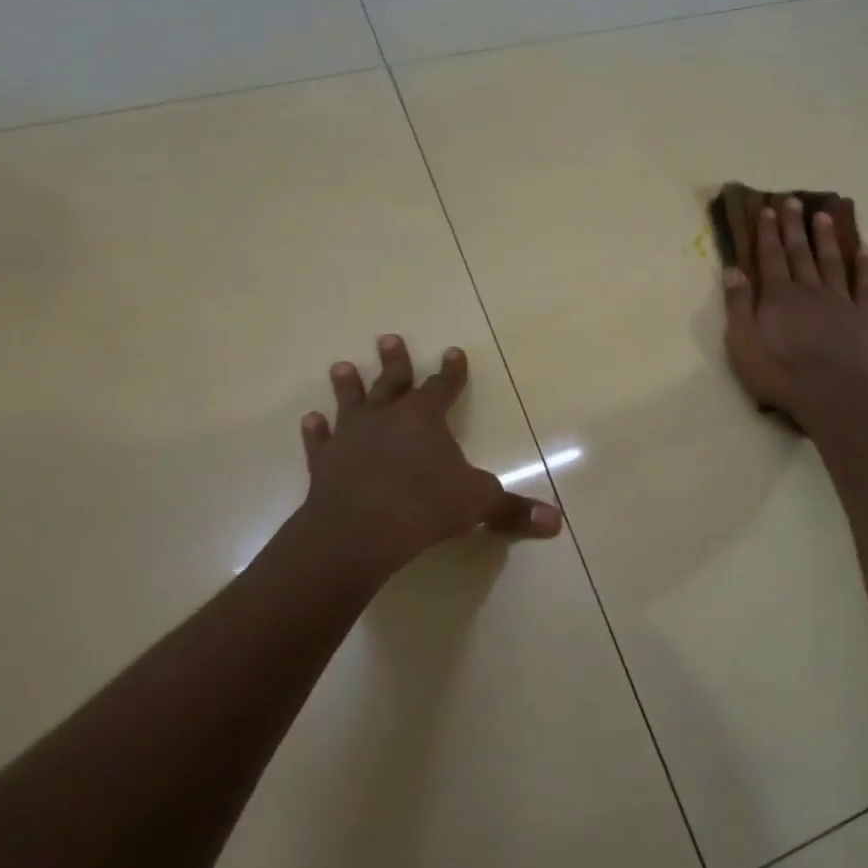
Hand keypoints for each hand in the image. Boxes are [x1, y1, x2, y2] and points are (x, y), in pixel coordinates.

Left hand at [293, 337, 562, 575]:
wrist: (358, 529)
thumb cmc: (425, 506)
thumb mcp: (478, 504)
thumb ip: (513, 510)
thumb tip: (556, 523)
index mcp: (425, 418)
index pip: (443, 386)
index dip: (451, 371)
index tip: (453, 351)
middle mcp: (387, 418)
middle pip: (392, 381)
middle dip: (394, 360)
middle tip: (388, 338)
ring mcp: (351, 438)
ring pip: (351, 402)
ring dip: (348, 385)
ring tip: (341, 366)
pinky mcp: (325, 463)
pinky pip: (320, 441)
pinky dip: (316, 431)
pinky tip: (311, 420)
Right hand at [723, 197, 867, 427]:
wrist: (833, 396)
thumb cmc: (780, 374)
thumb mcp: (743, 345)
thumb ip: (738, 306)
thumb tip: (733, 270)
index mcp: (778, 296)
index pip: (770, 257)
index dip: (768, 233)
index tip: (768, 210)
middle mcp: (809, 290)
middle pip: (800, 252)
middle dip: (794, 226)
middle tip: (793, 201)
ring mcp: (839, 301)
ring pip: (831, 262)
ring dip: (826, 238)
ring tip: (823, 216)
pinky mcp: (863, 317)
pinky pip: (865, 285)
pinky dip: (866, 267)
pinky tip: (866, 250)